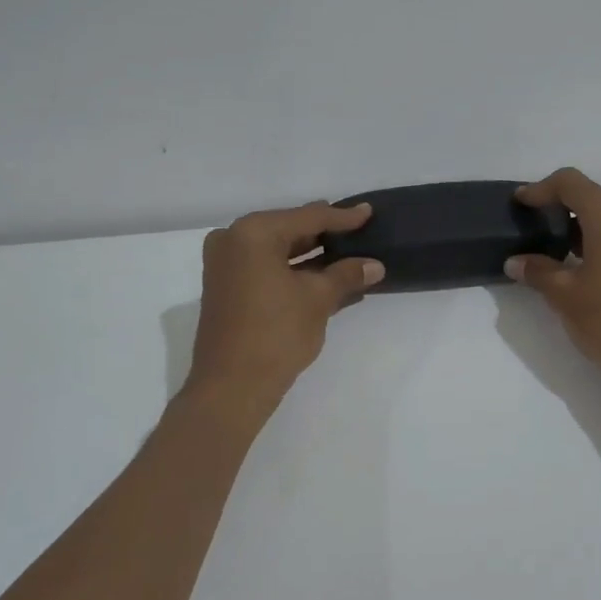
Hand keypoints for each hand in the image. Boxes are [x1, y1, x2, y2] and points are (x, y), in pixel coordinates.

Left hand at [186, 201, 384, 406]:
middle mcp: (233, 240)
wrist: (232, 387)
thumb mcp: (317, 299)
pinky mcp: (226, 288)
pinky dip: (294, 272)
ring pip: (277, 251)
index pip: (307, 217)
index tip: (368, 212)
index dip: (342, 217)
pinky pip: (266, 269)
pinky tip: (326, 279)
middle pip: (289, 230)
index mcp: (253, 233)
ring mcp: (225, 265)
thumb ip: (346, 275)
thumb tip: (375, 265)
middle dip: (325, 235)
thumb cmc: (276, 334)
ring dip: (311, 257)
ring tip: (348, 256)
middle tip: (358, 231)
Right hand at [505, 168, 600, 398]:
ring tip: (560, 257)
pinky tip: (592, 273)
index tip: (521, 203)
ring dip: (586, 230)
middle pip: (595, 199)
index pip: (571, 184)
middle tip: (537, 233)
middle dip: (563, 211)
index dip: (541, 189)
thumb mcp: (566, 297)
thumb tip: (516, 262)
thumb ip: (538, 272)